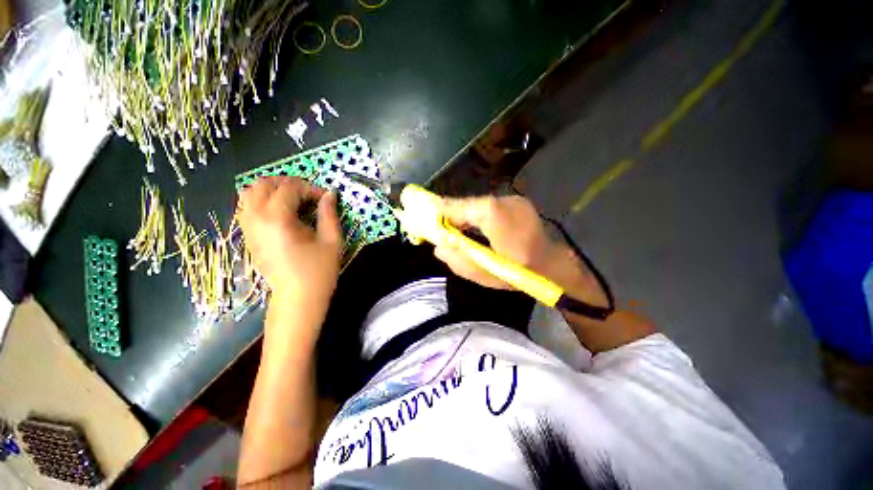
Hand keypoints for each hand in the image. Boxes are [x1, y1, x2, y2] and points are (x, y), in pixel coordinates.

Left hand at [238, 176, 341, 306]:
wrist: (298, 298)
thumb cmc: (319, 270)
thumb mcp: (331, 241)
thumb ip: (329, 214)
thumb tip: (330, 194)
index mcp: (278, 219)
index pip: (289, 188)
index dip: (310, 188)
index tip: (325, 198)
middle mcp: (256, 219)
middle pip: (262, 185)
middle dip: (287, 183)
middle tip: (307, 193)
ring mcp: (248, 229)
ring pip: (248, 194)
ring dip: (271, 190)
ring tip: (292, 199)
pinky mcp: (247, 237)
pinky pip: (246, 209)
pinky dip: (261, 202)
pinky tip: (280, 212)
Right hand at [434, 195, 607, 307]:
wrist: (553, 266)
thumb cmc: (519, 273)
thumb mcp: (484, 274)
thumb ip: (457, 260)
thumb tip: (438, 248)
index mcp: (492, 214)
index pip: (456, 206)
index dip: (439, 211)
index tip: (424, 217)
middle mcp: (502, 200)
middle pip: (466, 204)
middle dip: (451, 215)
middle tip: (440, 227)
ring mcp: (512, 199)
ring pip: (477, 204)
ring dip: (464, 215)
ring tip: (456, 230)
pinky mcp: (517, 202)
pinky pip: (489, 207)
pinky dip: (477, 215)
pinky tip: (475, 228)